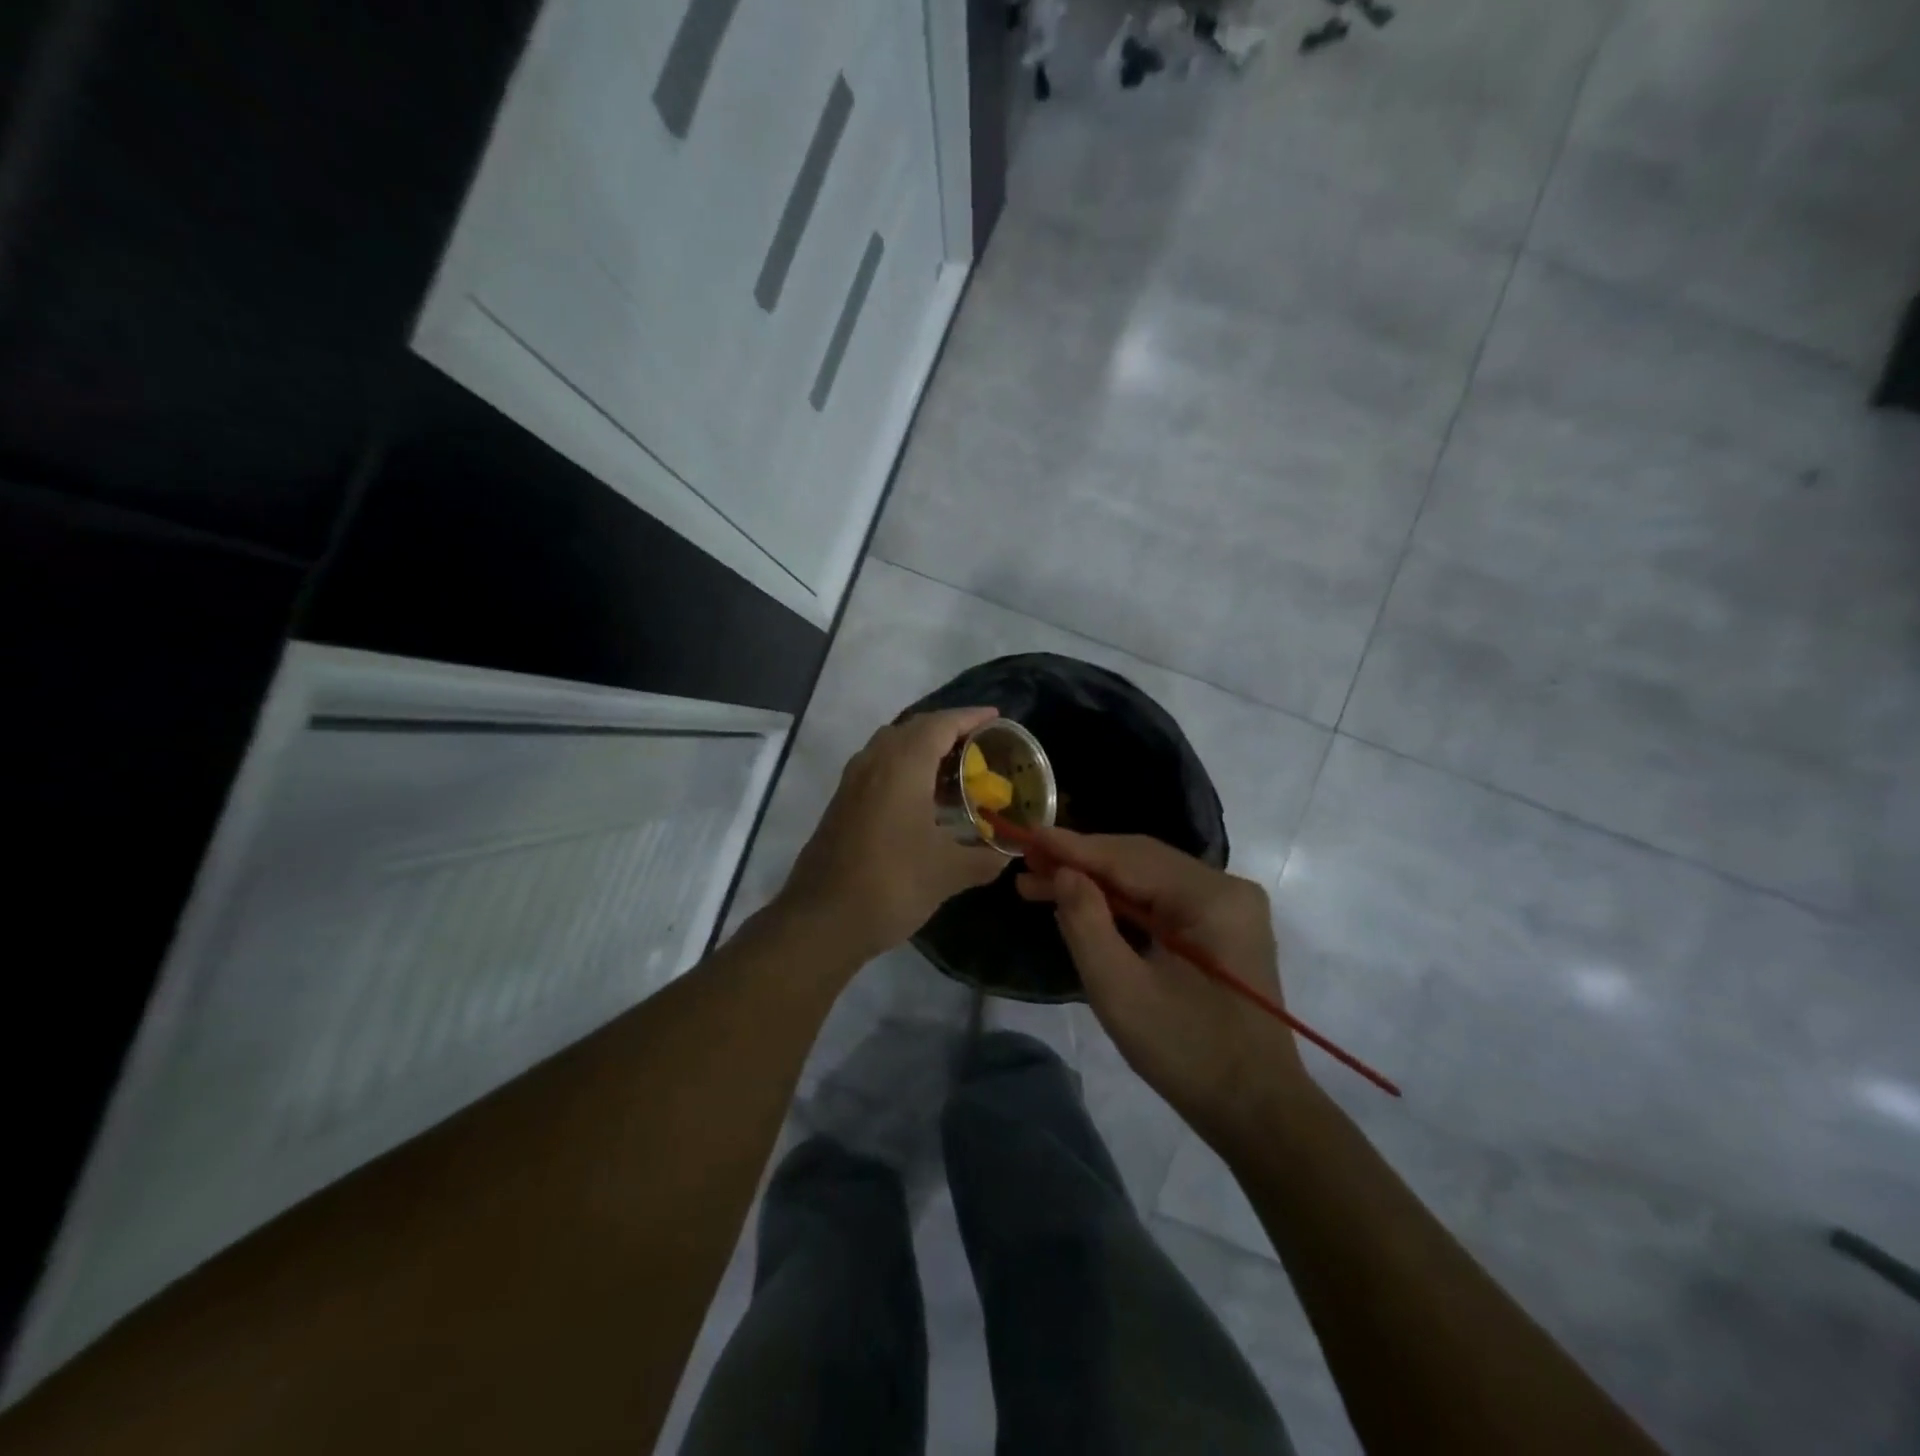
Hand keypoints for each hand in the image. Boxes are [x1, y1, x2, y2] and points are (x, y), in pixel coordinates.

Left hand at [779, 708, 1008, 963]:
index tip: (996, 718)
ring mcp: (852, 783)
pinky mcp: (841, 804)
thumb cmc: (891, 885)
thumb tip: (1008, 853)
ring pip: (891, 747)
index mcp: (902, 765)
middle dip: (947, 730)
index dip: (970, 717)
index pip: (940, 724)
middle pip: (913, 729)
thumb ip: (984, 858)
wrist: (821, 920)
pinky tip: (922, 799)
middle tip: (979, 745)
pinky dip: (904, 768)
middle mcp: (873, 763)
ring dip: (922, 748)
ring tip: (954, 769)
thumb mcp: (948, 873)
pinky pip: (878, 768)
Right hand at [1017, 830, 1307, 1135]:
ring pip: (1149, 877)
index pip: (1129, 858)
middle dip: (1081, 862)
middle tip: (1027, 865)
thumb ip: (1086, 925)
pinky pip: (1163, 898)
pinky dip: (1121, 900)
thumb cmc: (1188, 1054)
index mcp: (1211, 898)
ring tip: (1042, 884)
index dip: (1074, 848)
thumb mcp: (1122, 992)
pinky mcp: (1223, 927)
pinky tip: (1085, 904)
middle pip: (1140, 860)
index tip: (1028, 837)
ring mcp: (1229, 906)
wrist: (1257, 1110)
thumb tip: (1063, 873)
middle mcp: (1226, 888)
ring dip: (1097, 880)